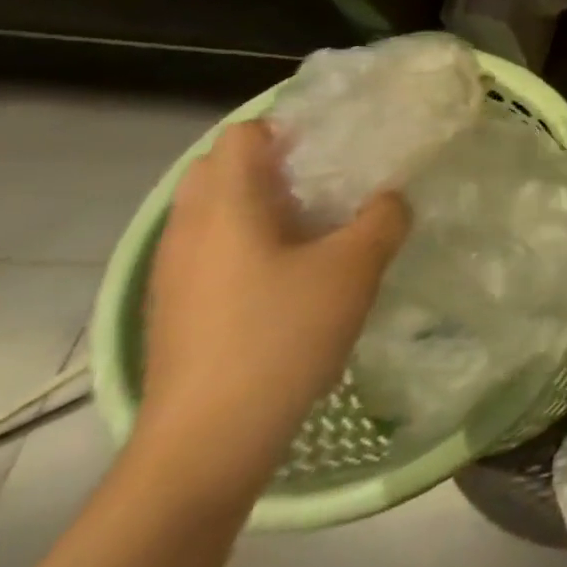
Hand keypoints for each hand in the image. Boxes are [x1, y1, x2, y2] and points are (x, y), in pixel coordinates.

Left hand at [135, 121, 408, 507]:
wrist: (208, 440)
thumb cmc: (282, 334)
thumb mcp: (356, 267)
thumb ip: (383, 217)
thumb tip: (389, 199)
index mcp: (226, 208)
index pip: (243, 136)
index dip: (290, 126)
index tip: (340, 140)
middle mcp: (189, 231)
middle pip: (222, 169)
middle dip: (276, 162)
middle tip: (335, 175)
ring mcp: (177, 273)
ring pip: (217, 212)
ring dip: (265, 203)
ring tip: (323, 220)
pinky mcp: (179, 308)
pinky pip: (215, 249)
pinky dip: (252, 240)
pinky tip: (297, 269)